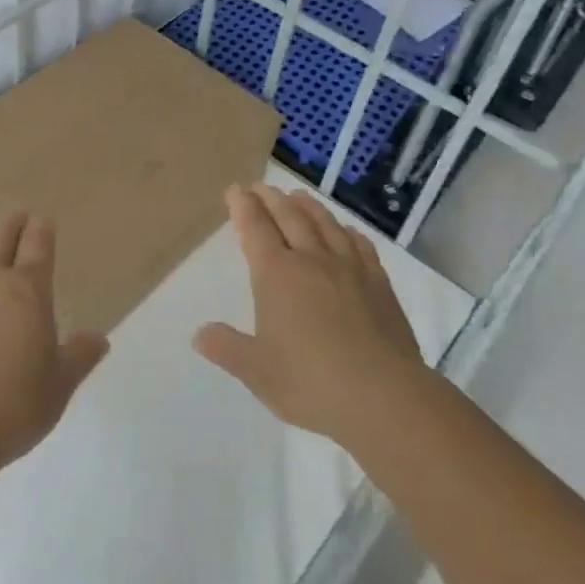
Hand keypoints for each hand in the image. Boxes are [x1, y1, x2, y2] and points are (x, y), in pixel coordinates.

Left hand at [0, 213, 109, 472]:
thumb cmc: (11, 408)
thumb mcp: (58, 386)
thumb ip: (79, 356)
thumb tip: (100, 338)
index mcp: (28, 290)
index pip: (37, 243)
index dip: (42, 229)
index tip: (43, 221)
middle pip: (0, 235)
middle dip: (12, 225)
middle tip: (18, 221)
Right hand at [194, 184, 424, 446]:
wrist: (384, 396)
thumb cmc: (310, 382)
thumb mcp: (256, 371)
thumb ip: (226, 348)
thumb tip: (200, 334)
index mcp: (276, 274)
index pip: (255, 228)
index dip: (243, 207)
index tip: (236, 190)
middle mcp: (311, 260)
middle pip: (289, 217)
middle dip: (271, 199)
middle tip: (261, 187)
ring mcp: (349, 268)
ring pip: (325, 224)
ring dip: (307, 206)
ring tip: (297, 196)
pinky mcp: (379, 283)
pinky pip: (359, 245)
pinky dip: (346, 231)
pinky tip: (346, 231)